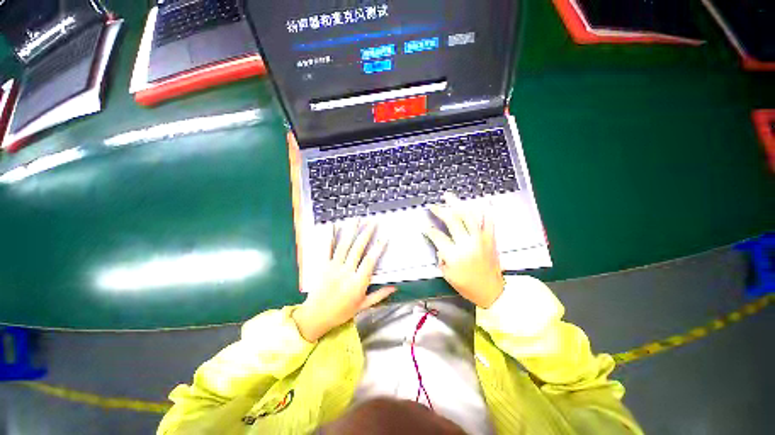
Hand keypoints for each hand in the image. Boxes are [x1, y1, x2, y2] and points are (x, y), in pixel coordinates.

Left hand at [293, 220, 395, 341]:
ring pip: (344, 245)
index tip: (384, 237)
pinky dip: (330, 237)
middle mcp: (346, 272)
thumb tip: (395, 288)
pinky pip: (327, 249)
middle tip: (373, 222)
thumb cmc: (342, 312)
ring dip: (351, 231)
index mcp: (357, 282)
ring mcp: (333, 267)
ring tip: (356, 218)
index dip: (378, 248)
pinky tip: (332, 226)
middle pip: (358, 249)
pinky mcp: (323, 266)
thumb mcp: (363, 306)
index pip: (370, 261)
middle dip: (366, 233)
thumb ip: (379, 295)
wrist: (316, 316)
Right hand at [423, 193, 504, 307]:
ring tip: (449, 196)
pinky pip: (488, 220)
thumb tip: (439, 246)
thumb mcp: (448, 275)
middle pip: (452, 221)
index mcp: (454, 255)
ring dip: (457, 204)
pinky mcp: (490, 238)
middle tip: (433, 206)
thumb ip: (441, 258)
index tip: (425, 227)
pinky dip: (484, 209)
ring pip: (468, 216)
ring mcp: (480, 239)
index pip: (438, 236)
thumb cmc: (467, 286)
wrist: (493, 291)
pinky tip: (480, 200)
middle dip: (441, 211)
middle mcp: (467, 243)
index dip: (429, 230)